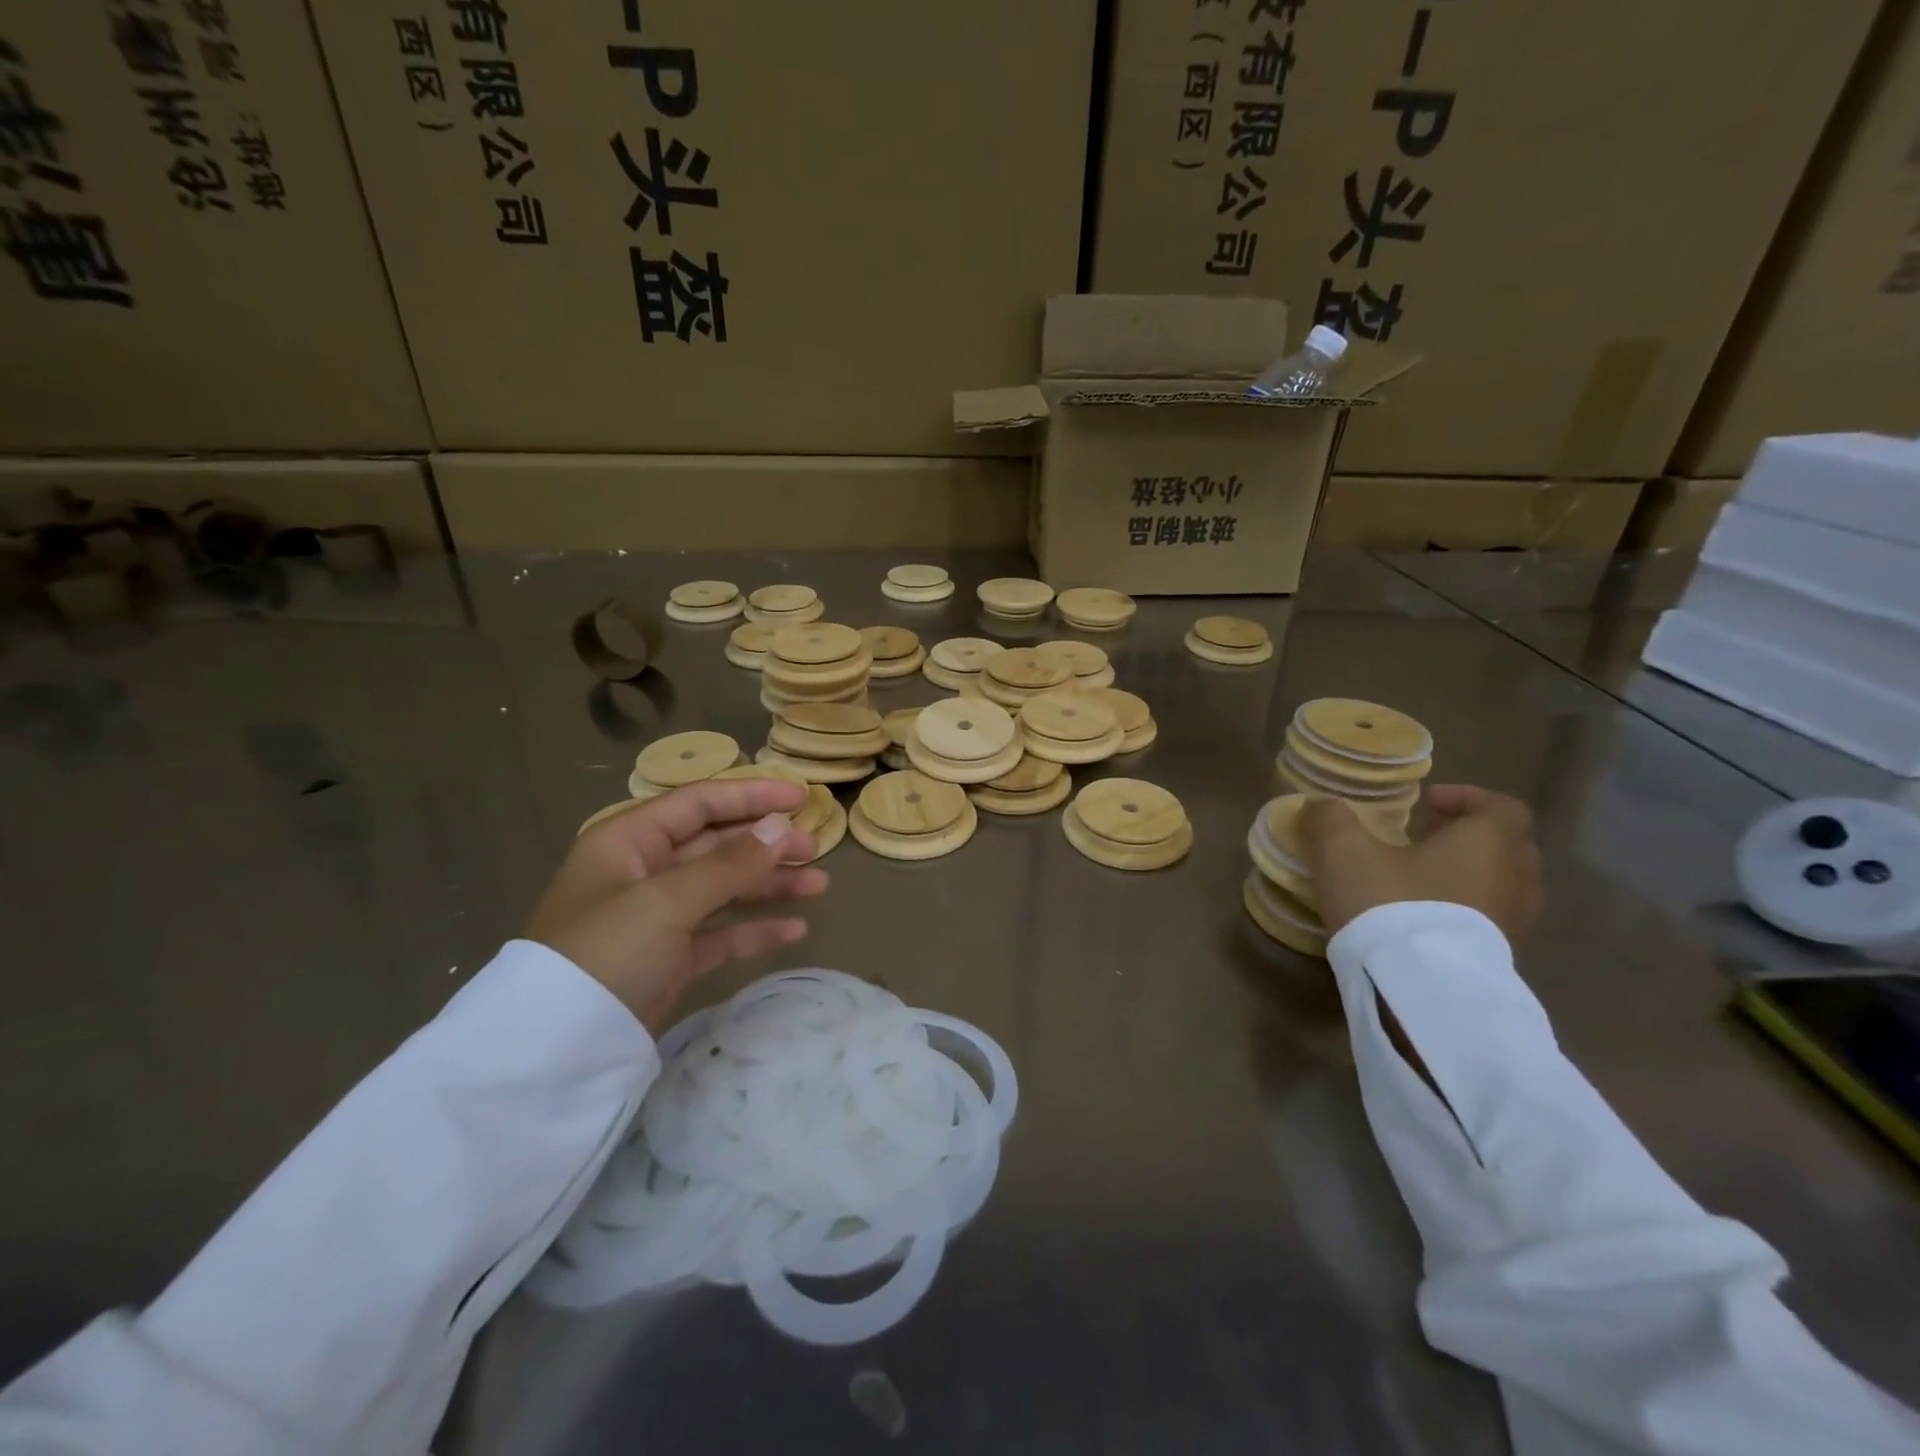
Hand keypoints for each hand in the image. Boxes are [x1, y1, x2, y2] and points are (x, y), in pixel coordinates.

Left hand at [525, 779, 828, 1032]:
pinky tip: (795, 929)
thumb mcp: (667, 901)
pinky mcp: (669, 957)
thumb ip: (729, 864)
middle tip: (815, 849)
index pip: (699, 803)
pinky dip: (755, 929)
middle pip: (716, 844)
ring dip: (770, 885)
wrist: (555, 1050)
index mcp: (629, 841)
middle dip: (766, 845)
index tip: (800, 799)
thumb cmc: (606, 952)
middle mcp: (643, 871)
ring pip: (724, 888)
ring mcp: (657, 917)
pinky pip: (721, 933)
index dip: (751, 796)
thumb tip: (780, 828)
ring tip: (819, 885)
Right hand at [1297, 784, 1541, 940]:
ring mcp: (1512, 925)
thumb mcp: (1342, 850)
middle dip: (1467, 837)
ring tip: (1419, 880)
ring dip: (1467, 876)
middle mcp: (1514, 879)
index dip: (1467, 798)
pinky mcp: (1496, 960)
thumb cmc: (1389, 902)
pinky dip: (1463, 912)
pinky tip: (1420, 918)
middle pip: (1508, 846)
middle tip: (1423, 838)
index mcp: (1487, 842)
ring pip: (1501, 886)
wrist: (1416, 987)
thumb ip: (1329, 819)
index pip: (1503, 807)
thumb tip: (1320, 805)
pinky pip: (1489, 922)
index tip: (1426, 804)